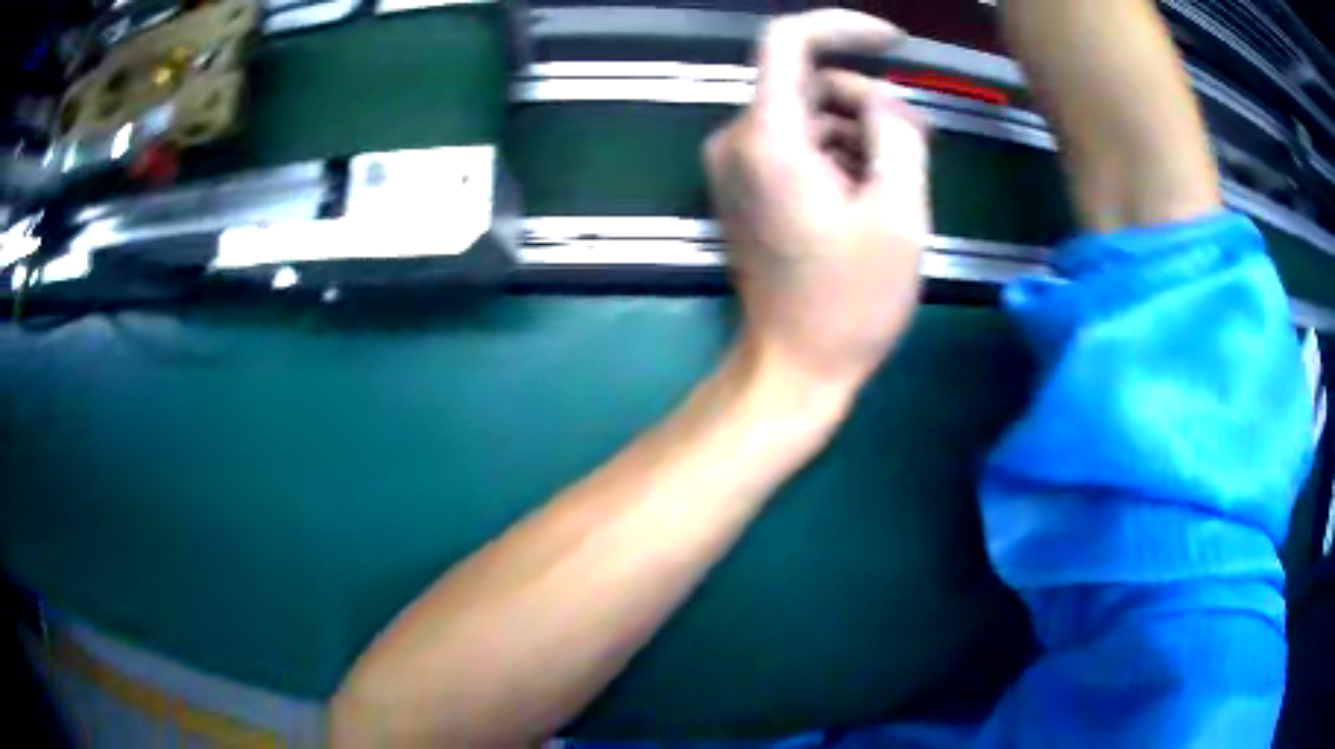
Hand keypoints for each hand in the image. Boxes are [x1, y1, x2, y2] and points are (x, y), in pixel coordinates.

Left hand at [705, 10, 929, 398]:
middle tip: (916, 147)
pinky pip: (797, 143)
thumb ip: (898, 134)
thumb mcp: (899, 213)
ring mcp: (737, 165)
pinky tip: (865, 197)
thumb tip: (883, 101)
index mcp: (769, 138)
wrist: (794, 365)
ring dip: (858, 133)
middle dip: (868, 103)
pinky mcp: (747, 186)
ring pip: (808, 114)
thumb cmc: (850, 301)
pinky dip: (837, 154)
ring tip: (894, 184)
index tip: (893, 42)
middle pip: (808, 82)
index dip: (842, 27)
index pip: (788, 41)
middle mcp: (738, 140)